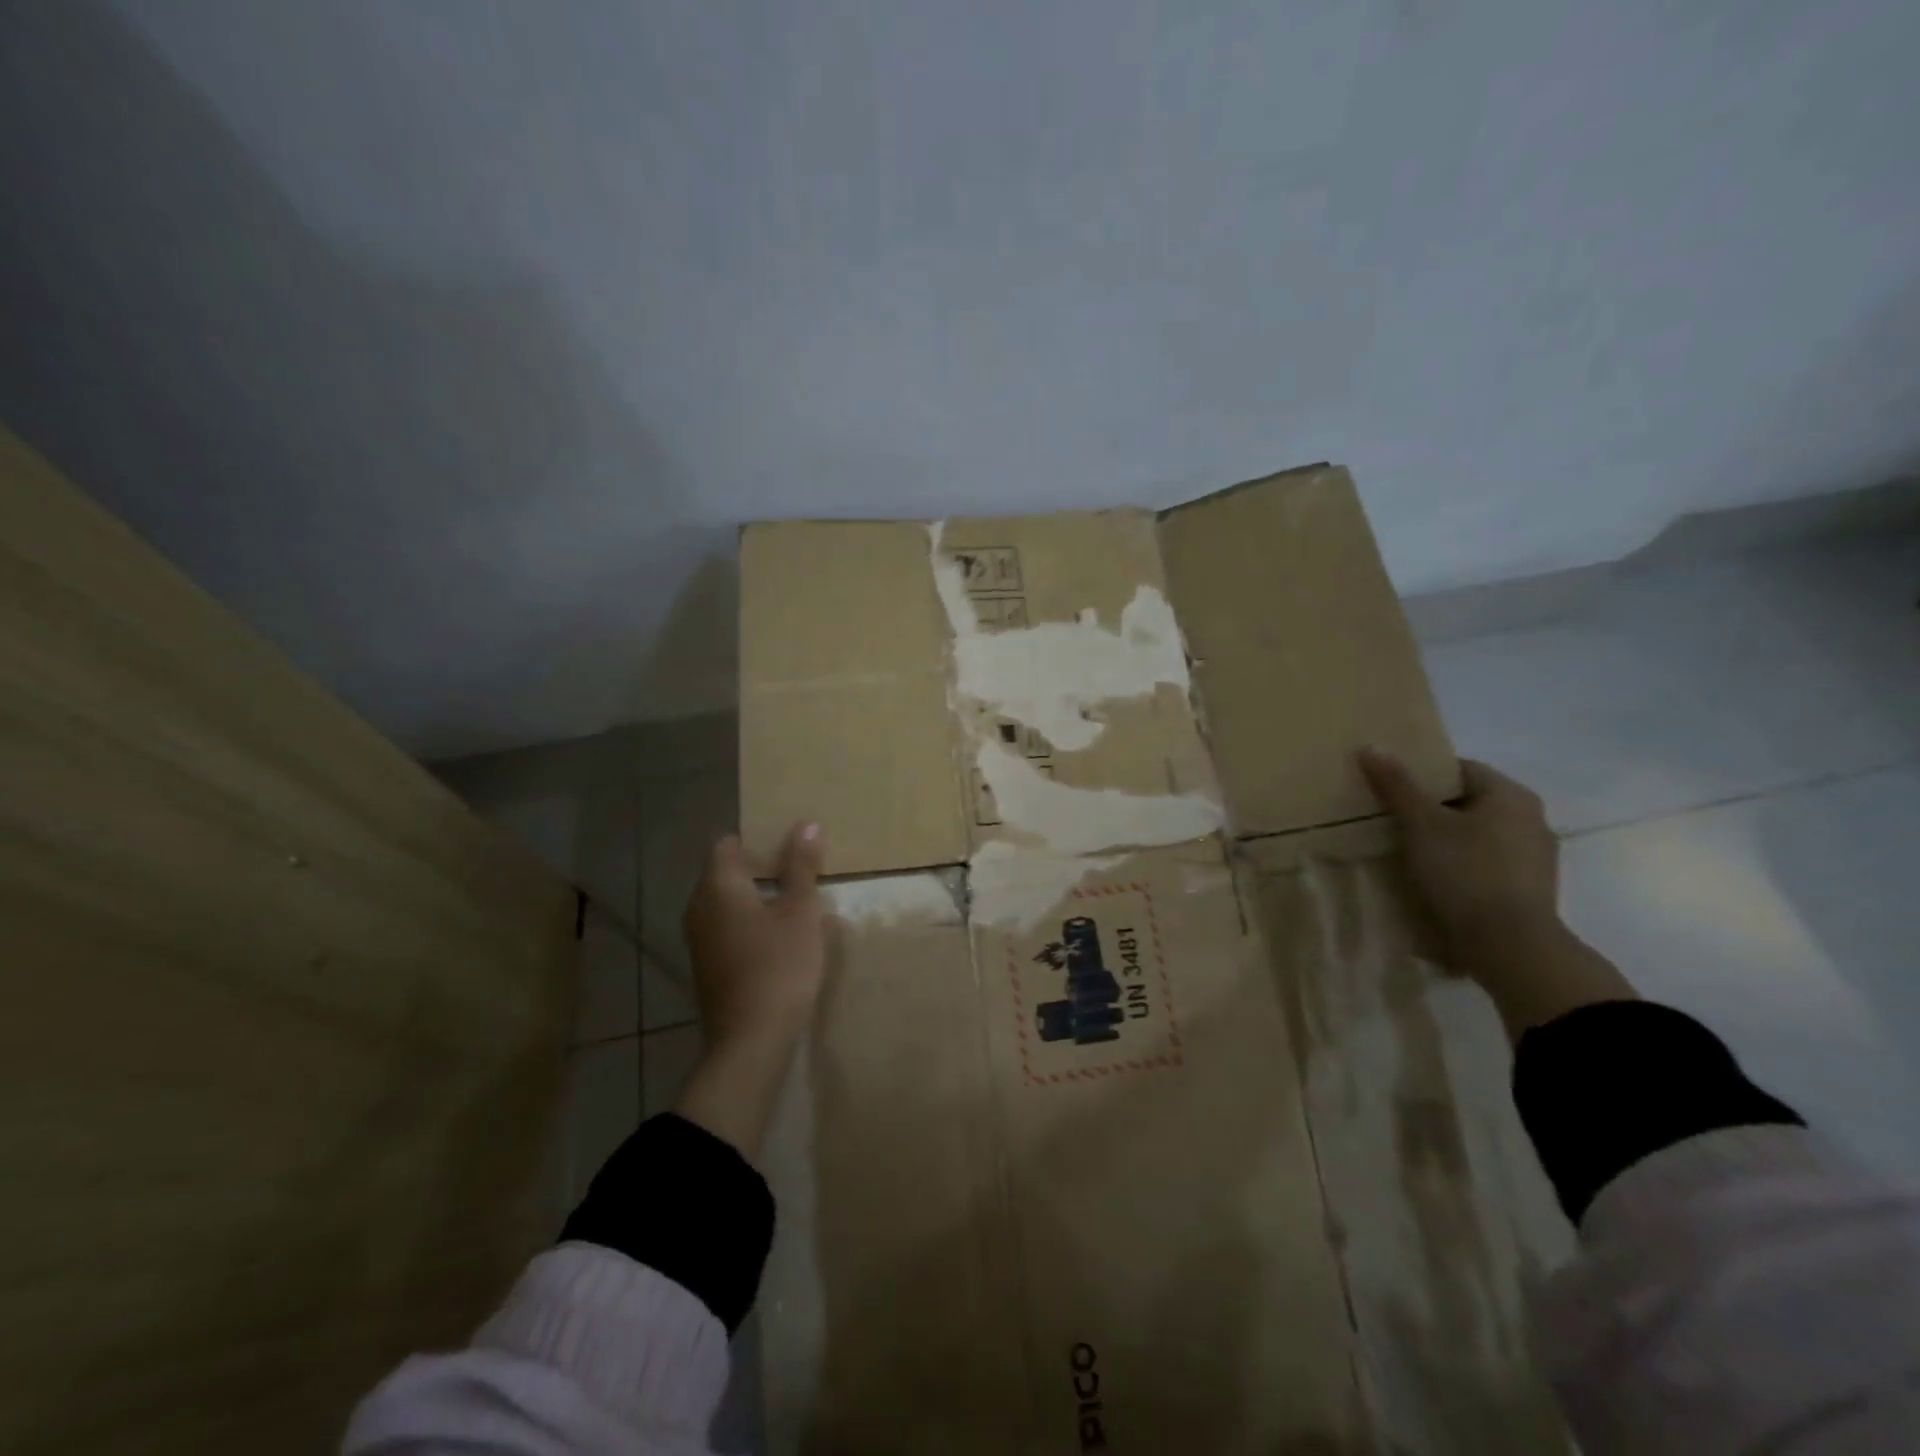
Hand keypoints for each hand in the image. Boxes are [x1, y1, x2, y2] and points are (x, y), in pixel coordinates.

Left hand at [683, 823, 827, 1053]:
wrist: (751, 1041)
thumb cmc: (779, 965)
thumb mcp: (801, 911)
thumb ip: (801, 866)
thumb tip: (806, 824)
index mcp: (717, 886)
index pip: (728, 844)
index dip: (758, 839)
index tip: (789, 846)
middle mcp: (698, 907)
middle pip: (726, 873)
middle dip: (760, 869)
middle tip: (799, 872)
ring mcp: (698, 940)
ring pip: (726, 904)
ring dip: (756, 899)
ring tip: (794, 903)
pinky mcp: (706, 967)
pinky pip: (726, 930)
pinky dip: (749, 925)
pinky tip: (778, 940)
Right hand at [1357, 750, 1559, 957]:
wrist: (1510, 947)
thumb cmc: (1465, 873)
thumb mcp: (1421, 825)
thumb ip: (1397, 785)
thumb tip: (1371, 746)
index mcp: (1511, 795)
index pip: (1459, 769)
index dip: (1420, 774)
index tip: (1388, 789)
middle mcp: (1531, 820)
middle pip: (1466, 802)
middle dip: (1429, 809)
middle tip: (1388, 819)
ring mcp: (1534, 858)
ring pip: (1476, 835)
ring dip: (1444, 840)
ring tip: (1404, 851)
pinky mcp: (1527, 890)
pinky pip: (1484, 864)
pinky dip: (1459, 865)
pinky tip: (1432, 880)